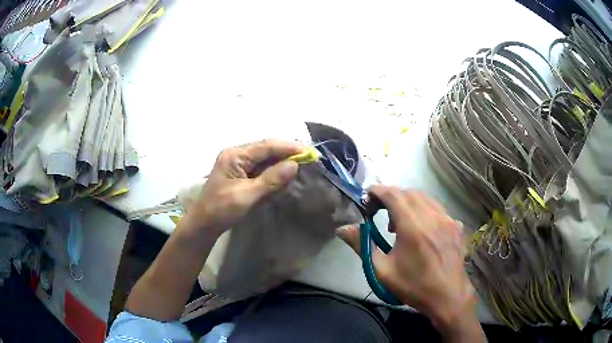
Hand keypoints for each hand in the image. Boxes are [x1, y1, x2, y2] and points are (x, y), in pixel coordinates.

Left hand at [182, 139, 302, 237]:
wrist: (203, 224)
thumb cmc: (221, 209)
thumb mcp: (246, 195)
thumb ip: (270, 180)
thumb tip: (294, 165)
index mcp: (235, 155)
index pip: (266, 146)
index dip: (288, 147)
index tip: (308, 151)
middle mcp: (237, 155)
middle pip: (266, 150)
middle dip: (287, 153)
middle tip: (308, 158)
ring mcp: (238, 164)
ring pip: (265, 159)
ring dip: (281, 163)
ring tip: (300, 165)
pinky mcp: (240, 174)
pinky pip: (261, 169)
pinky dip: (273, 172)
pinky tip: (284, 175)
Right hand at [339, 186, 481, 338]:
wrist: (447, 296)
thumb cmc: (413, 286)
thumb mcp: (382, 270)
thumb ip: (362, 245)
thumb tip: (343, 228)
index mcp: (413, 227)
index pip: (394, 195)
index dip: (378, 191)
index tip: (367, 196)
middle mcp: (433, 217)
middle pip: (409, 193)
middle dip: (391, 196)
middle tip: (379, 210)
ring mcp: (448, 219)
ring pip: (425, 198)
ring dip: (408, 201)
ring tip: (398, 222)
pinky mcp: (456, 225)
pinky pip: (437, 208)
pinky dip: (424, 209)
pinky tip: (421, 227)